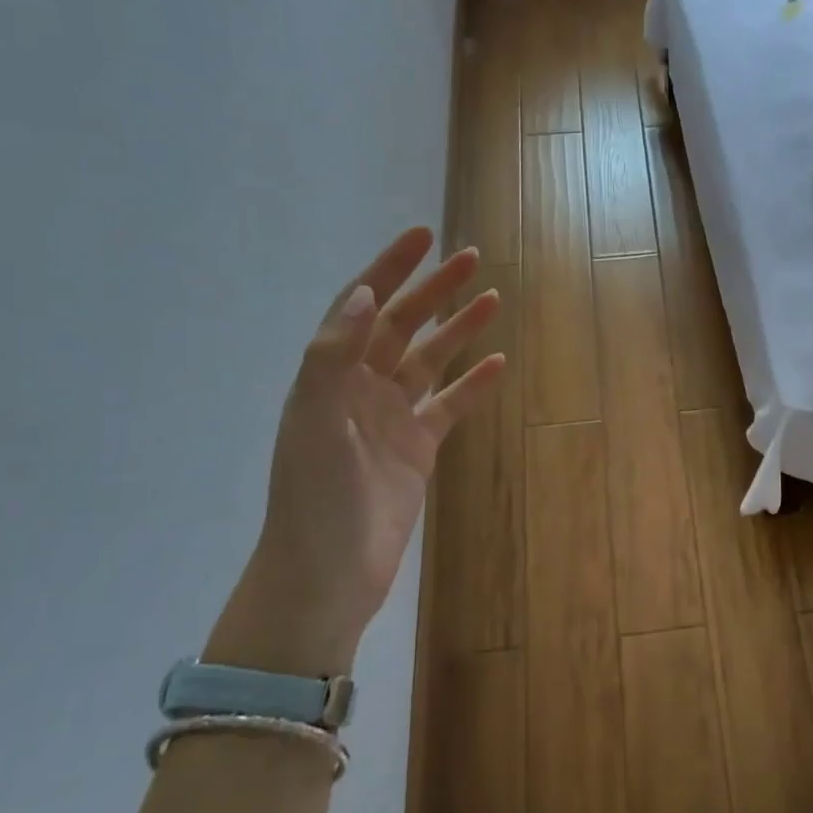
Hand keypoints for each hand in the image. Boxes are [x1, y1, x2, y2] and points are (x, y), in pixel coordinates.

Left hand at [206, 228, 505, 674]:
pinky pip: (448, 406)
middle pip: (400, 326)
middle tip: (472, 259)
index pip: (361, 307)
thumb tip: (363, 294)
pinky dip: (472, 385)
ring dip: (457, 330)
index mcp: (329, 376)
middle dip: (433, 290)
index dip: (389, 268)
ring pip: (429, 362)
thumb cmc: (316, 499)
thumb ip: (334, 356)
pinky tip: (497, 365)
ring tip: (493, 300)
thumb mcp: (315, 422)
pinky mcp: (416, 450)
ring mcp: (390, 419)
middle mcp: (358, 389)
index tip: (424, 236)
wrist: (328, 576)